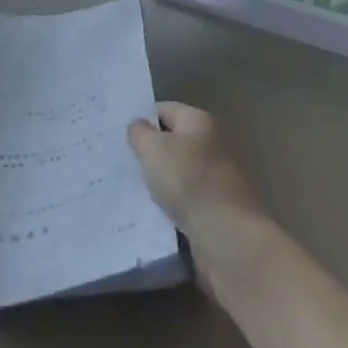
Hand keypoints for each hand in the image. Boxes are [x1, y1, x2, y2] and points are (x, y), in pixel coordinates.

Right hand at [128, 103, 269, 270]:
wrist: (227, 237)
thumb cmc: (188, 181)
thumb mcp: (152, 149)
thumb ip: (139, 133)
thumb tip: (139, 126)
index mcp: (200, 121)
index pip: (164, 110)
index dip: (141, 120)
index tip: (119, 136)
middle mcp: (213, 144)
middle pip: (173, 141)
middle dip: (150, 152)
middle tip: (122, 162)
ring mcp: (218, 178)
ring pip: (179, 173)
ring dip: (160, 181)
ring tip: (133, 188)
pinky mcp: (218, 208)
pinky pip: (186, 199)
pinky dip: (172, 204)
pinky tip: (152, 212)